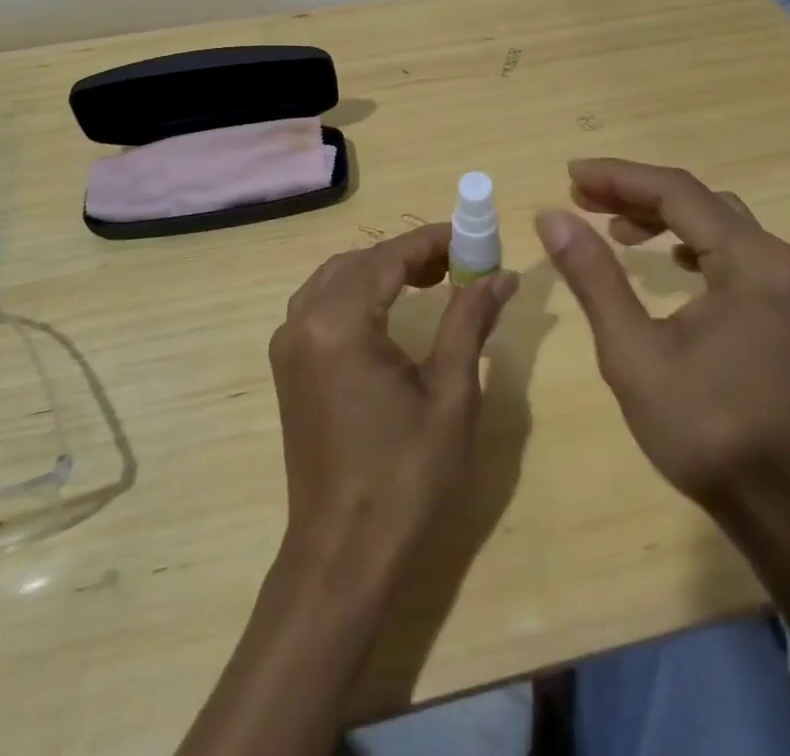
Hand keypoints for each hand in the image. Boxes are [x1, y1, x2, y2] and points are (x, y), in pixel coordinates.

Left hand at [270, 224, 519, 589]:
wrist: (344, 556)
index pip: (389, 256)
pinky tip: (391, 308)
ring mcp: (288, 344)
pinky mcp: (288, 366)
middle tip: (461, 261)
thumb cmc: (405, 477)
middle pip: (361, 261)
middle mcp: (303, 321)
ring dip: (383, 269)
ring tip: (434, 278)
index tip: (474, 234)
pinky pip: (322, 304)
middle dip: (410, 253)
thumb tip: (501, 274)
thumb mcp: (450, 394)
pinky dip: (358, 292)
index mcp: (338, 322)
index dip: (434, 240)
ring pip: (337, 278)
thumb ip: (469, 321)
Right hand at [536, 159, 789, 516]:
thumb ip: (594, 276)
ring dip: (667, 218)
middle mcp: (785, 261)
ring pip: (722, 224)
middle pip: (702, 202)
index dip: (619, 177)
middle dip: (638, 194)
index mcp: (753, 264)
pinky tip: (670, 262)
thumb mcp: (634, 353)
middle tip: (582, 199)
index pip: (678, 192)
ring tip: (616, 230)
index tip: (570, 176)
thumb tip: (552, 217)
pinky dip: (696, 244)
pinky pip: (740, 252)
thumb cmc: (707, 433)